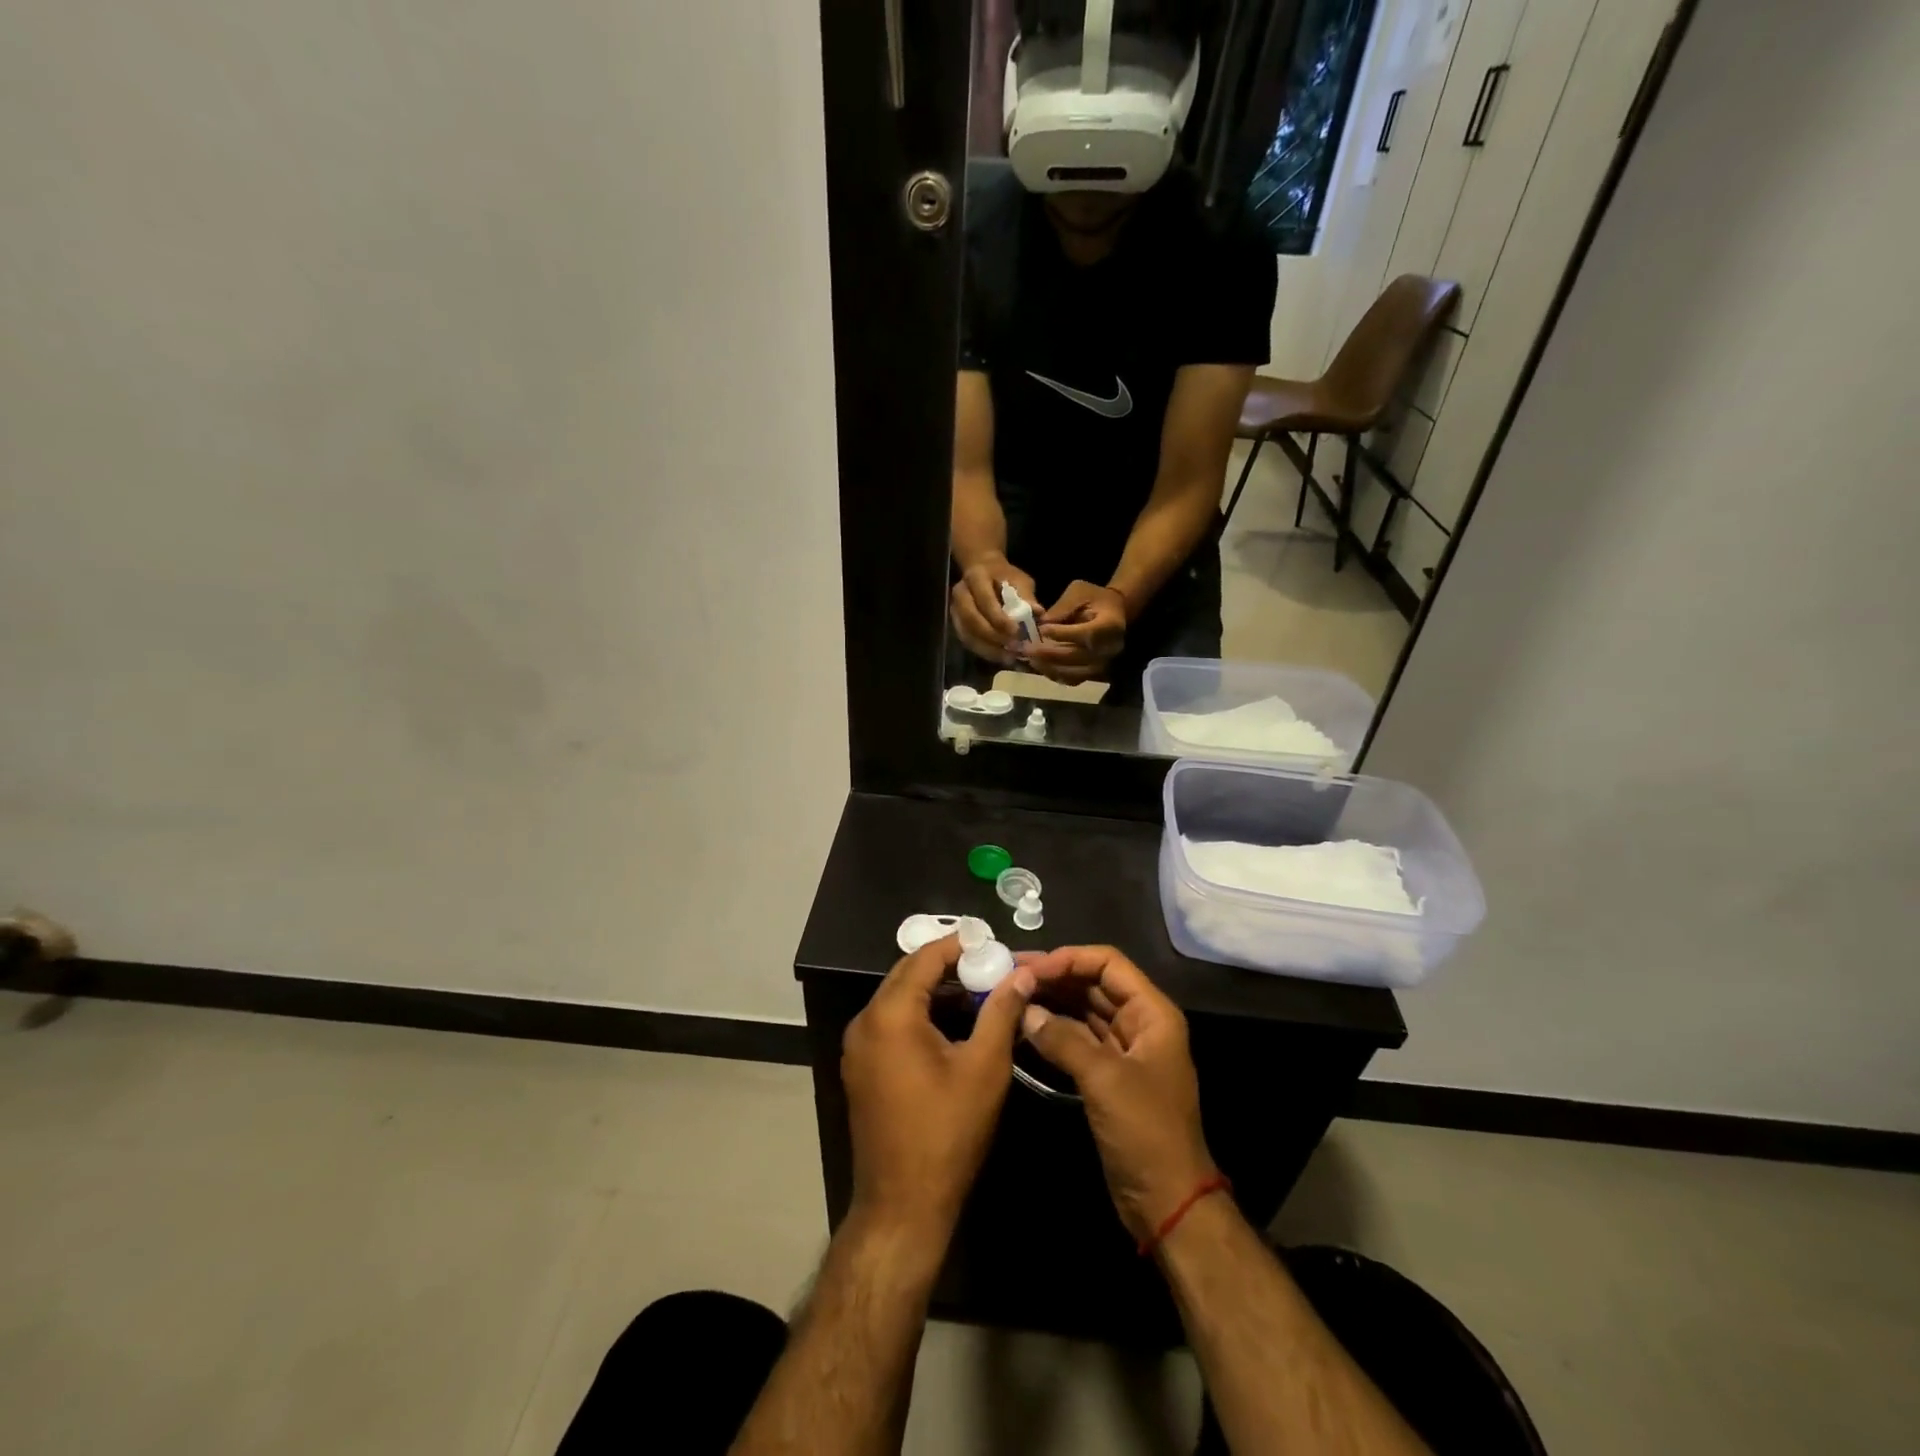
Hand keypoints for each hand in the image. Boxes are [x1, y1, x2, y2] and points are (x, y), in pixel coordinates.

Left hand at [842, 935, 1035, 1237]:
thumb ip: (1001, 1011)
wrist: (902, 1205)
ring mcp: (858, 1047)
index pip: (924, 958)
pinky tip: (953, 1024)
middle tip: (988, 964)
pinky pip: (891, 1023)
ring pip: (899, 999)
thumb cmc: (947, 1132)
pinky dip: (920, 1014)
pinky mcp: (861, 1068)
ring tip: (978, 990)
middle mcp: (865, 1022)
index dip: (958, 944)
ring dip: (935, 990)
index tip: (990, 941)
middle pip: (907, 974)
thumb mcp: (984, 1067)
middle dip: (947, 965)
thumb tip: (1021, 972)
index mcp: (890, 1014)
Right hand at [951, 558, 1037, 666]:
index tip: (1016, 632)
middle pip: (971, 620)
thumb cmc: (1005, 577)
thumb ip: (1026, 596)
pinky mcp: (957, 624)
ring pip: (967, 634)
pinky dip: (984, 651)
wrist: (984, 573)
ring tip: (1009, 657)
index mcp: (976, 577)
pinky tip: (1001, 657)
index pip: (985, 600)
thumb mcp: (1019, 580)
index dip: (999, 618)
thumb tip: (1038, 613)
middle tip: (1013, 648)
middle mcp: (960, 594)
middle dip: (992, 636)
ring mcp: (955, 610)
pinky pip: (968, 641)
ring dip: (988, 649)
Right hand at [1020, 945, 1217, 1241]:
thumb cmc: (1146, 1132)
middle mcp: (1139, 1023)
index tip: (1030, 968)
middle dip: (1054, 977)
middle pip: (1094, 984)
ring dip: (1051, 1001)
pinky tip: (1024, 1026)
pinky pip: (1077, 1038)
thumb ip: (1063, 1039)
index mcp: (1152, 1013)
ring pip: (1083, 1010)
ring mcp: (1123, 1050)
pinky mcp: (1107, 1074)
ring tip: (1011, 994)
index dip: (1069, 959)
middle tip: (1010, 975)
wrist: (1167, 1202)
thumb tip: (1025, 1010)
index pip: (1108, 964)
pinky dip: (1053, 1030)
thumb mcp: (1104, 1080)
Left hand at [1028, 581, 1126, 684]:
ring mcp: (1103, 664)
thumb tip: (1041, 624)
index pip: (1087, 634)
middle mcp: (1110, 649)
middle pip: (1077, 657)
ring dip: (1049, 667)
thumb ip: (1062, 607)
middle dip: (1049, 654)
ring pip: (1073, 673)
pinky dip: (1054, 674)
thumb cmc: (1095, 598)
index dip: (1063, 634)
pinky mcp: (1094, 673)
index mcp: (1110, 625)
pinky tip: (1039, 665)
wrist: (1114, 612)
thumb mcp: (1078, 592)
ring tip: (1030, 658)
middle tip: (1027, 649)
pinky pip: (1072, 680)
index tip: (1042, 630)